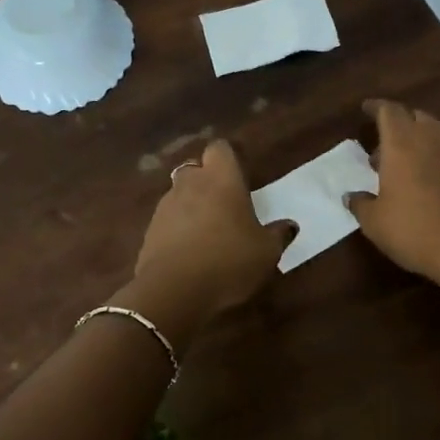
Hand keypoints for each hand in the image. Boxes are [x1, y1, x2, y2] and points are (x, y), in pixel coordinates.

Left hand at [123, 139, 292, 342]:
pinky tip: (190, 253)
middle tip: (225, 203)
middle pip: (195, 169)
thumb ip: (278, 235)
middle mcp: (190, 184)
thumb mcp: (266, 252)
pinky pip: (167, 221)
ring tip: (208, 232)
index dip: (229, 158)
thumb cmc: (228, 261)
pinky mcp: (149, 232)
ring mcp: (165, 207)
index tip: (240, 175)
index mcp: (221, 179)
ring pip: (179, 194)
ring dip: (191, 206)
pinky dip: (177, 230)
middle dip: (207, 181)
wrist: (173, 291)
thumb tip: (290, 225)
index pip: (220, 148)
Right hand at [348, 99, 439, 283]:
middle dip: (401, 123)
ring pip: (439, 134)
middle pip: (416, 116)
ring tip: (410, 164)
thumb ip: (361, 204)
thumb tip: (351, 197)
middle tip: (386, 145)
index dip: (376, 107)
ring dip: (422, 141)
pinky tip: (436, 182)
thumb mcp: (374, 222)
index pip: (388, 110)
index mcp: (401, 143)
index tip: (367, 109)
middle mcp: (432, 139)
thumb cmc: (412, 229)